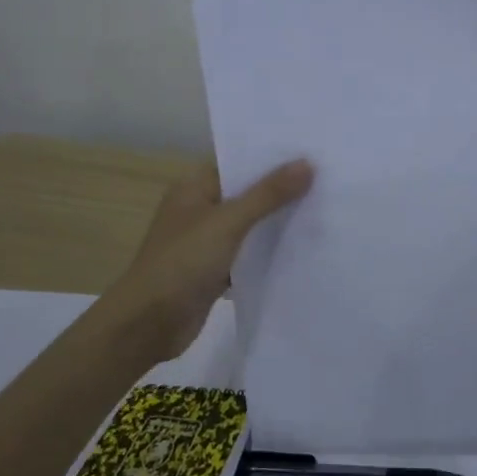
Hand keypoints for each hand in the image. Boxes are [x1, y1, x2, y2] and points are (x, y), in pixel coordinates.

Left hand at [94, 158, 313, 369]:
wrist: (148, 324)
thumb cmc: (182, 262)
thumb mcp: (228, 223)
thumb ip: (268, 194)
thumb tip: (307, 163)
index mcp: (194, 188)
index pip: (238, 162)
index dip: (272, 157)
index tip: (312, 151)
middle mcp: (200, 210)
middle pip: (247, 194)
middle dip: (282, 191)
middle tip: (328, 180)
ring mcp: (206, 242)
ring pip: (250, 226)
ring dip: (278, 223)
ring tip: (325, 210)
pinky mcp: (215, 272)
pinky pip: (248, 255)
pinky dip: (269, 254)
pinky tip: (304, 250)